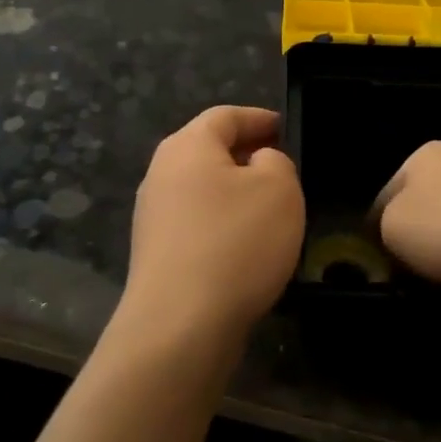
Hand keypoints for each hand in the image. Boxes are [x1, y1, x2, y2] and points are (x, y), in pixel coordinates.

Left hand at [120, 106, 304, 346]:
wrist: (180, 325)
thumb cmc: (236, 243)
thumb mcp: (279, 188)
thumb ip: (275, 161)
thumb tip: (258, 163)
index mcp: (187, 146)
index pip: (226, 116)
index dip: (260, 118)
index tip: (287, 129)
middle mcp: (161, 173)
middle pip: (208, 151)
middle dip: (247, 156)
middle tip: (284, 169)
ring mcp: (153, 216)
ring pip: (203, 190)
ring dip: (236, 194)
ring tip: (272, 212)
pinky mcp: (156, 254)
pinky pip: (197, 224)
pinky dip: (223, 226)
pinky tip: (247, 249)